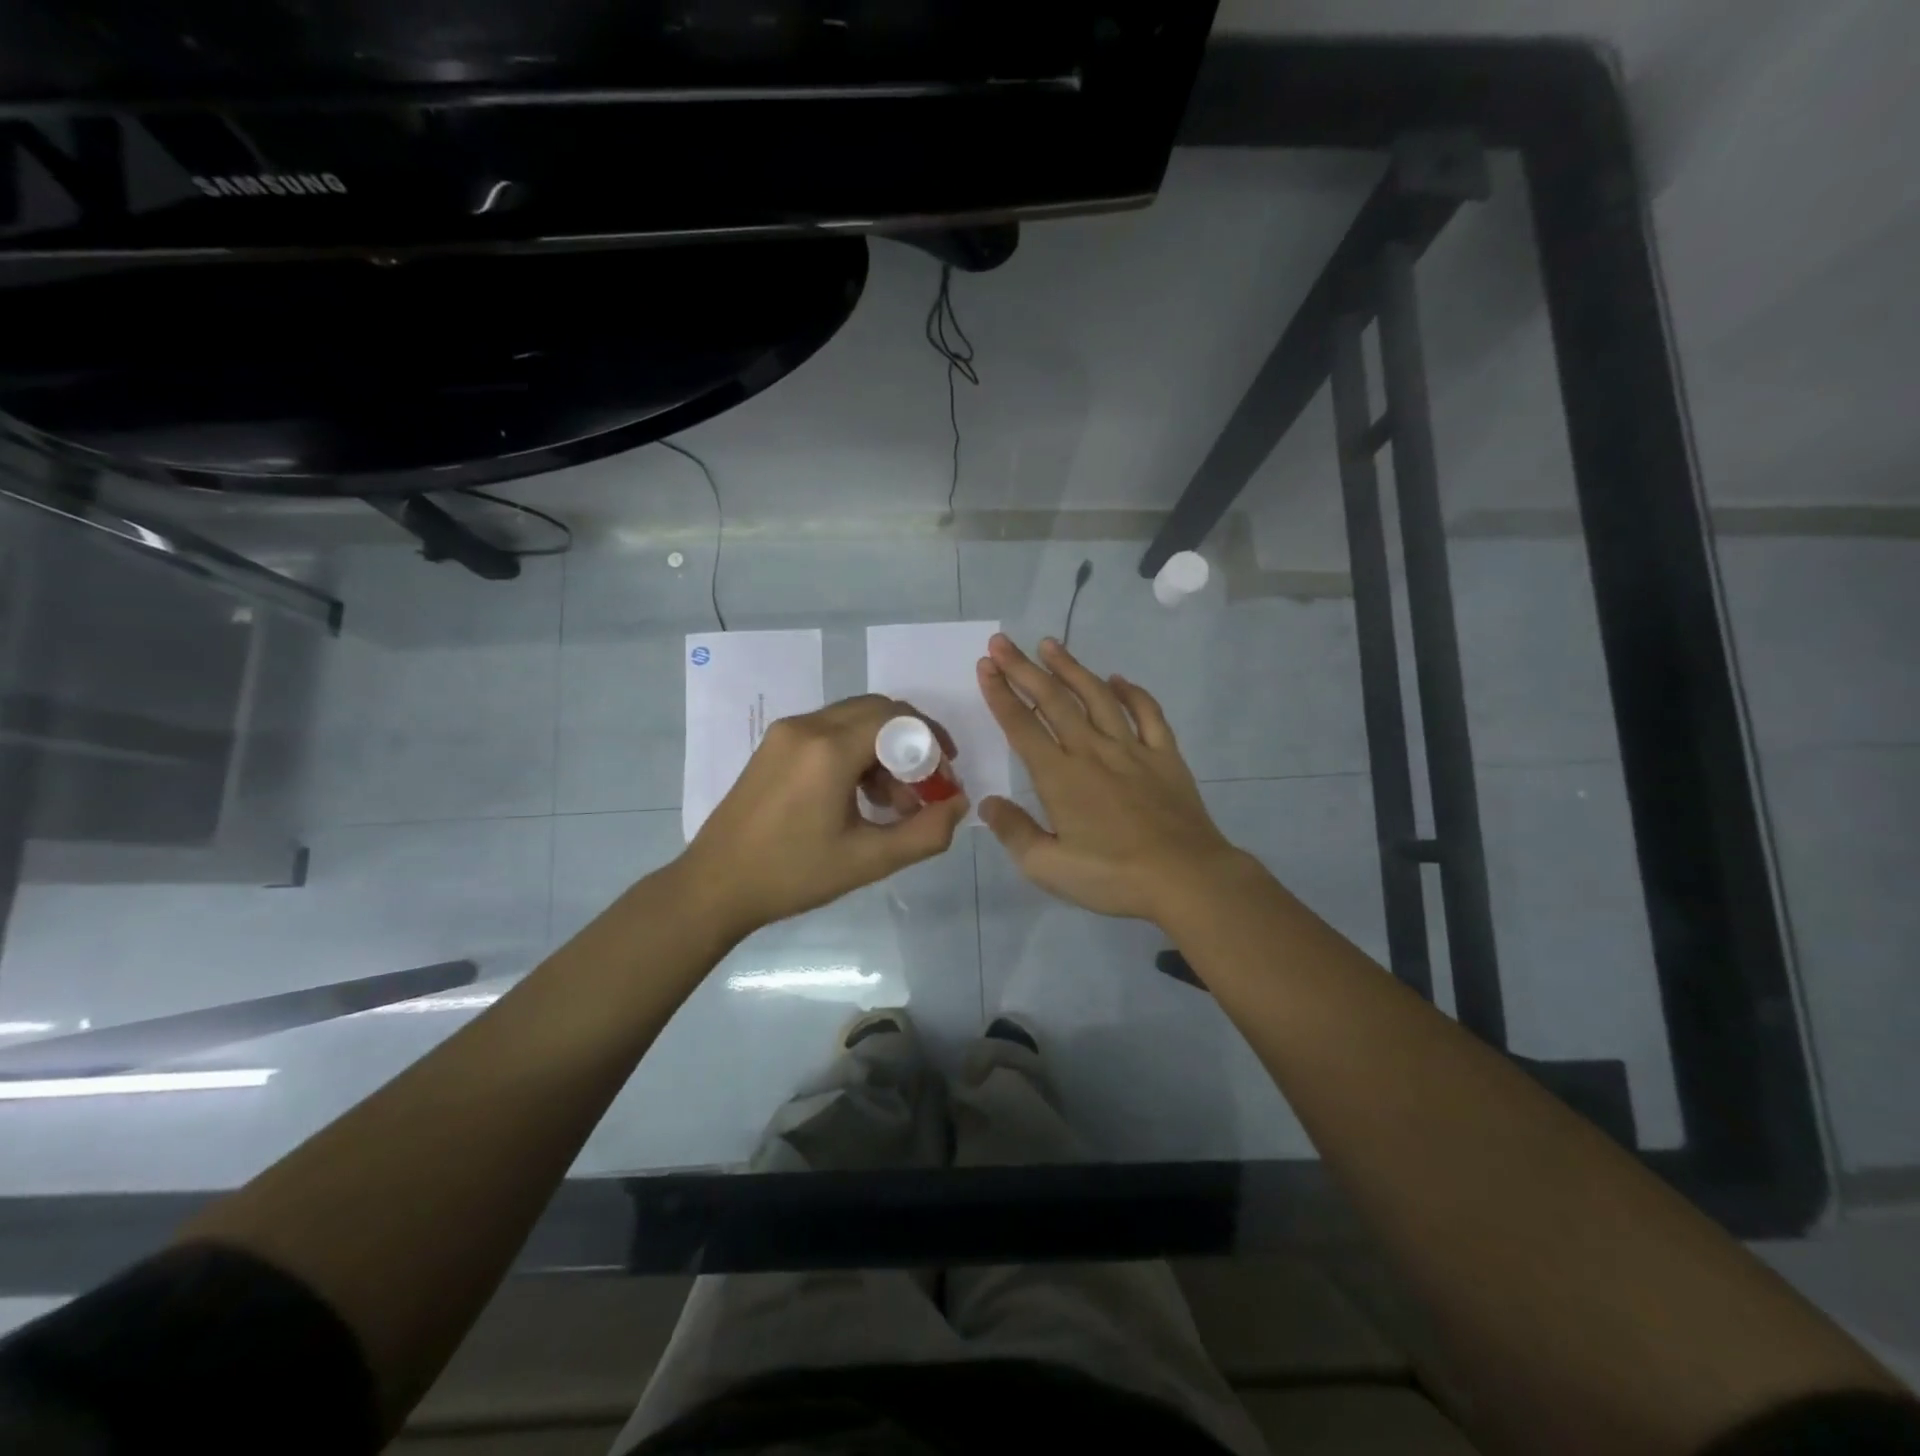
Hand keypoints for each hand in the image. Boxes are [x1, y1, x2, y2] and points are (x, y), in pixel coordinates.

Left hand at [683, 695, 969, 940]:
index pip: (898, 719)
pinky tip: (858, 795)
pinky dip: (855, 751)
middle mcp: (807, 726)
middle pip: (878, 711)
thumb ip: (925, 832)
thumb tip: (959, 803)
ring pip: (853, 719)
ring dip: (883, 749)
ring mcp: (785, 732)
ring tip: (891, 801)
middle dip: (910, 743)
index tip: (945, 778)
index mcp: (829, 749)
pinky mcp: (773, 744)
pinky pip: (829, 731)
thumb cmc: (793, 875)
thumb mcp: (869, 861)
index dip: (931, 742)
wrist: (715, 885)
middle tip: (924, 787)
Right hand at [976, 635, 1248, 925]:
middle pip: (1053, 700)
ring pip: (1096, 697)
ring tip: (1050, 644)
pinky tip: (1118, 679)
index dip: (1000, 694)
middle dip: (1024, 668)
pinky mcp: (1164, 756)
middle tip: (1002, 642)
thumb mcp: (1049, 867)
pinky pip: (1147, 713)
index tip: (985, 666)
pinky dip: (1131, 692)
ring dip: (1071, 668)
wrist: (1186, 878)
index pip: (1022, 725)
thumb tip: (988, 803)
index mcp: (1060, 776)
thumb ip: (1014, 833)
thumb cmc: (1113, 877)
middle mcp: (1092, 751)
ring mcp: (1132, 749)